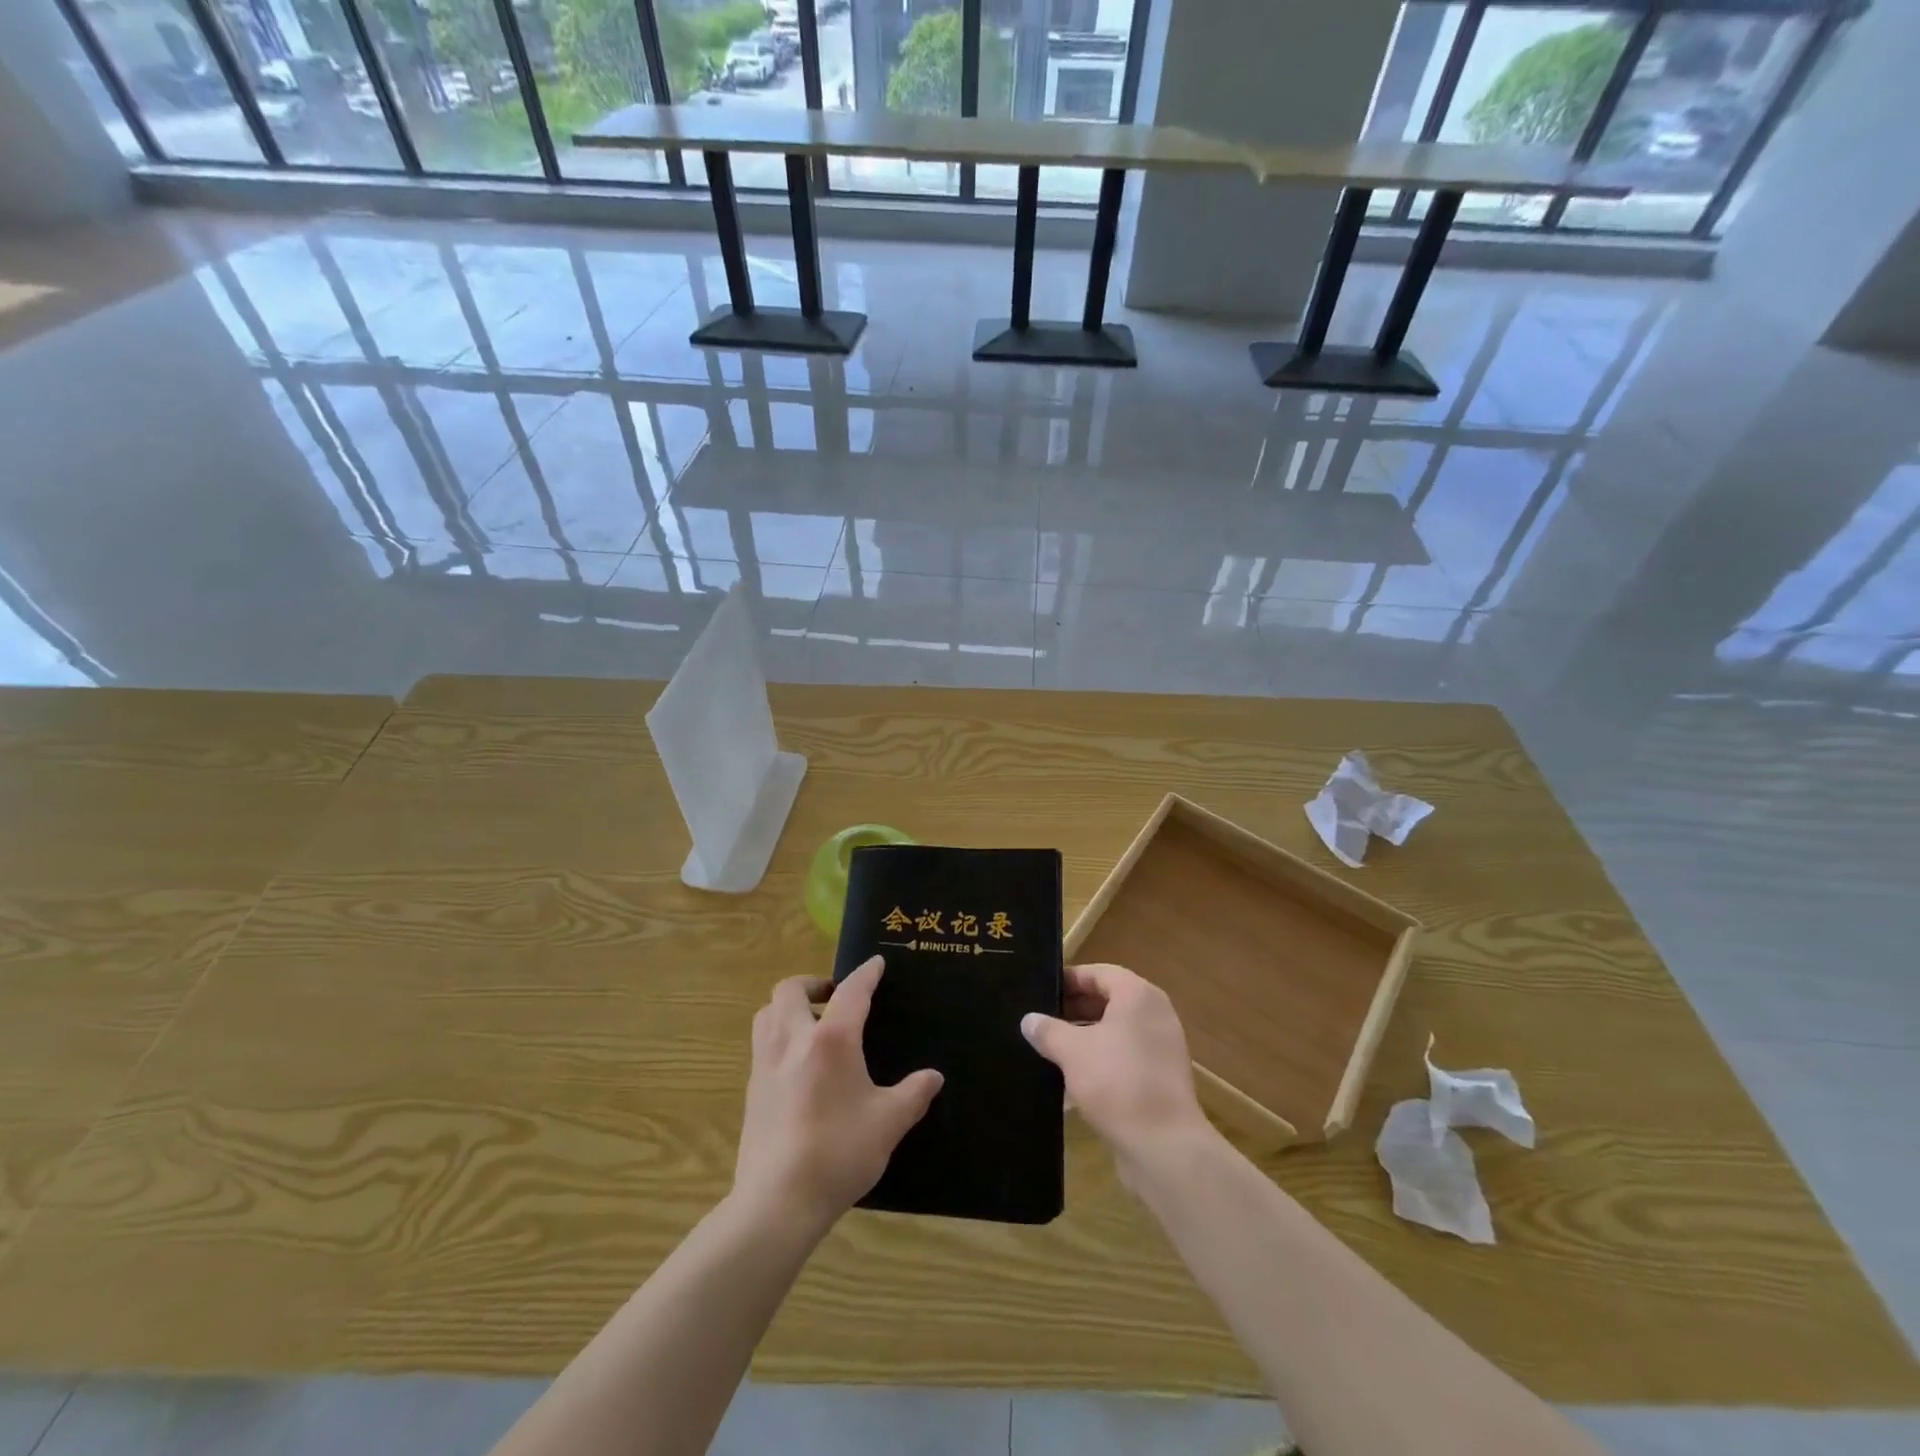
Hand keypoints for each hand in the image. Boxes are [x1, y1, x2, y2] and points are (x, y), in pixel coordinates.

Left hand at [732, 956, 942, 1236]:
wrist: (777, 1201)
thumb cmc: (839, 1152)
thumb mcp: (888, 1123)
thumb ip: (913, 1094)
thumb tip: (933, 1077)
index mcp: (831, 1039)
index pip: (851, 992)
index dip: (865, 974)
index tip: (875, 963)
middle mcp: (793, 1040)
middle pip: (790, 990)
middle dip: (813, 983)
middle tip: (833, 996)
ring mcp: (765, 1064)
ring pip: (767, 1014)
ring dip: (788, 1007)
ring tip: (812, 1024)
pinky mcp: (751, 1090)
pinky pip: (761, 1044)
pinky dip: (778, 1036)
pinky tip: (797, 1065)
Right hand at [1020, 963, 1211, 1179]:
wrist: (1164, 1146)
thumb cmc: (1117, 1082)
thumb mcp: (1072, 1051)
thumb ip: (1048, 1030)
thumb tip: (1028, 1020)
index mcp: (1138, 995)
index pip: (1099, 973)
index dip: (1069, 979)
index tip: (1041, 991)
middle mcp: (1155, 1014)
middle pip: (1110, 999)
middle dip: (1075, 1008)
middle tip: (1042, 1019)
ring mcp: (1162, 1047)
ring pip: (1117, 1030)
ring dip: (1086, 1035)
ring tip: (1052, 1047)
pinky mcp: (1162, 1077)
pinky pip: (1126, 1055)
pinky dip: (1102, 1058)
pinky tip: (1074, 1076)